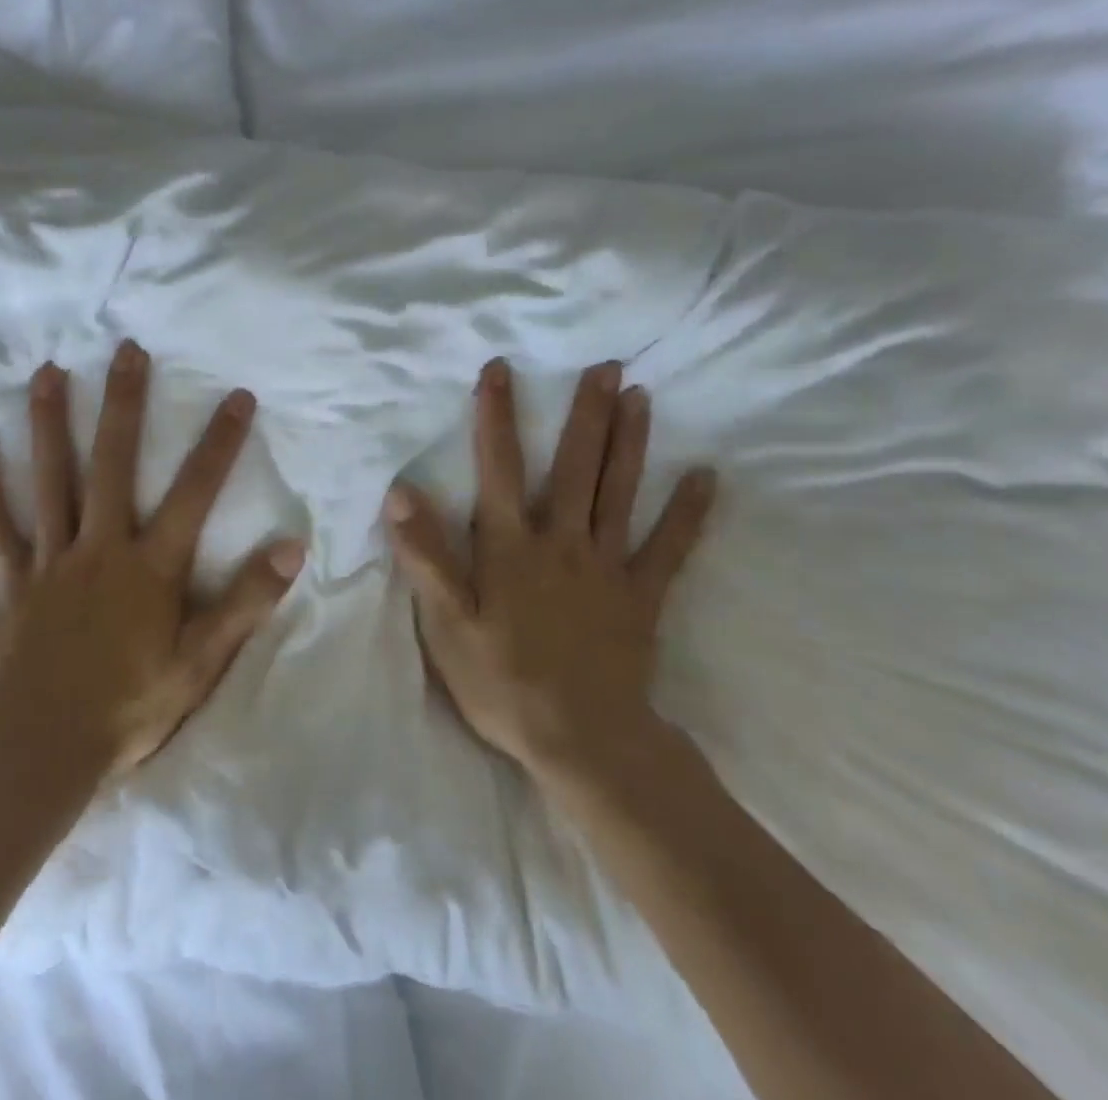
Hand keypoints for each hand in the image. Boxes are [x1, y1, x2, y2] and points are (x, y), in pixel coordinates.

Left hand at [0, 340, 304, 778]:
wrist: (45, 749)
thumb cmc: (131, 705)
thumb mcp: (202, 661)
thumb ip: (246, 601)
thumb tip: (293, 546)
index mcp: (151, 565)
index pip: (195, 491)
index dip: (220, 442)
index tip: (238, 396)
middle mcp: (101, 547)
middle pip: (113, 463)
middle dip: (124, 404)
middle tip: (126, 350)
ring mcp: (52, 558)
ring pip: (52, 478)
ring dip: (50, 422)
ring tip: (48, 371)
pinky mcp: (14, 578)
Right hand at [384, 358, 715, 788]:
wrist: (582, 742)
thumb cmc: (501, 681)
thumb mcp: (446, 624)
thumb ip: (426, 555)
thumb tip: (400, 491)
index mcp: (510, 545)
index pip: (497, 467)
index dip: (495, 416)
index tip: (500, 369)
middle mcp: (561, 540)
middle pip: (574, 466)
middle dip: (586, 414)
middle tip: (606, 366)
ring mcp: (607, 566)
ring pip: (619, 491)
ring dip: (630, 441)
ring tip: (640, 395)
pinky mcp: (642, 596)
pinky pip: (669, 547)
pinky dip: (689, 511)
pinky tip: (707, 476)